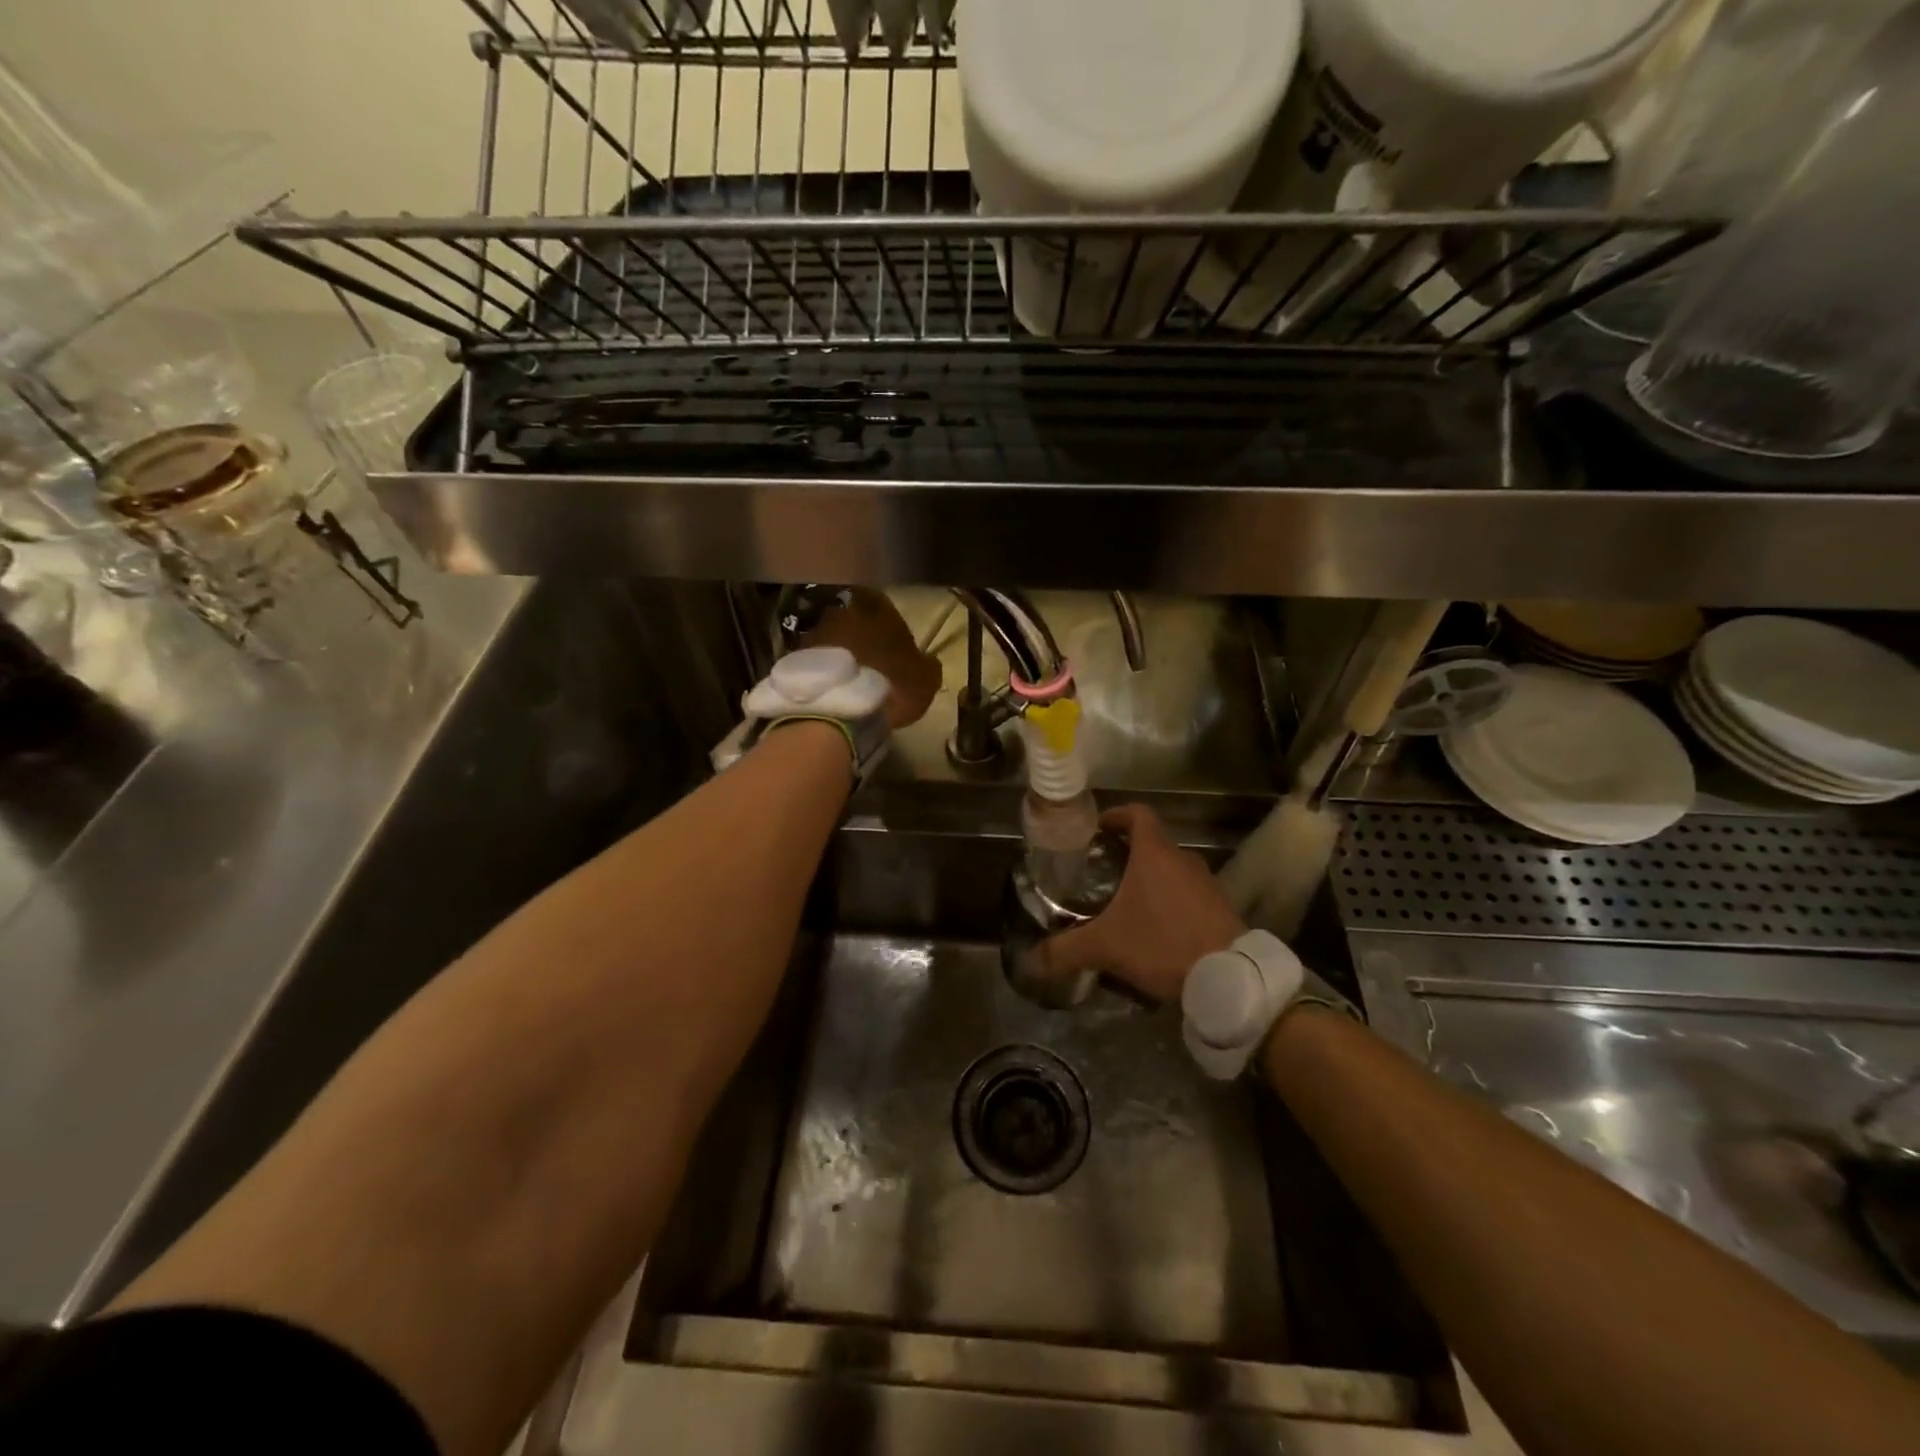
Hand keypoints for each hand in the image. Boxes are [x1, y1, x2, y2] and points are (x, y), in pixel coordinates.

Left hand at [804, 588, 941, 729]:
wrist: (839, 710)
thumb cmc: (891, 687)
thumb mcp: (926, 679)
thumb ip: (927, 663)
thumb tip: (925, 660)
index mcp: (878, 611)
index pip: (879, 600)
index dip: (884, 617)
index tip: (889, 637)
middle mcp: (843, 613)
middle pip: (851, 617)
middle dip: (858, 633)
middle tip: (867, 657)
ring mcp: (815, 634)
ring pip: (830, 637)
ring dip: (837, 652)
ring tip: (846, 677)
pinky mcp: (795, 658)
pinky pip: (814, 660)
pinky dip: (821, 670)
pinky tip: (829, 688)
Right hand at [1043, 804, 1245, 1002]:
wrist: (1229, 976)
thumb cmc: (1163, 943)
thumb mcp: (1106, 947)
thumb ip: (1066, 951)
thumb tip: (1029, 962)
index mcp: (1155, 853)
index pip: (1137, 814)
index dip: (1117, 815)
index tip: (1098, 829)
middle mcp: (1183, 859)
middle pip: (1153, 843)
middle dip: (1128, 854)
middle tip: (1102, 873)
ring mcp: (1206, 883)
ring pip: (1172, 869)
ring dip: (1151, 879)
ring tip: (1126, 903)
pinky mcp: (1221, 907)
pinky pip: (1189, 893)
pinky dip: (1171, 900)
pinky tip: (1156, 928)